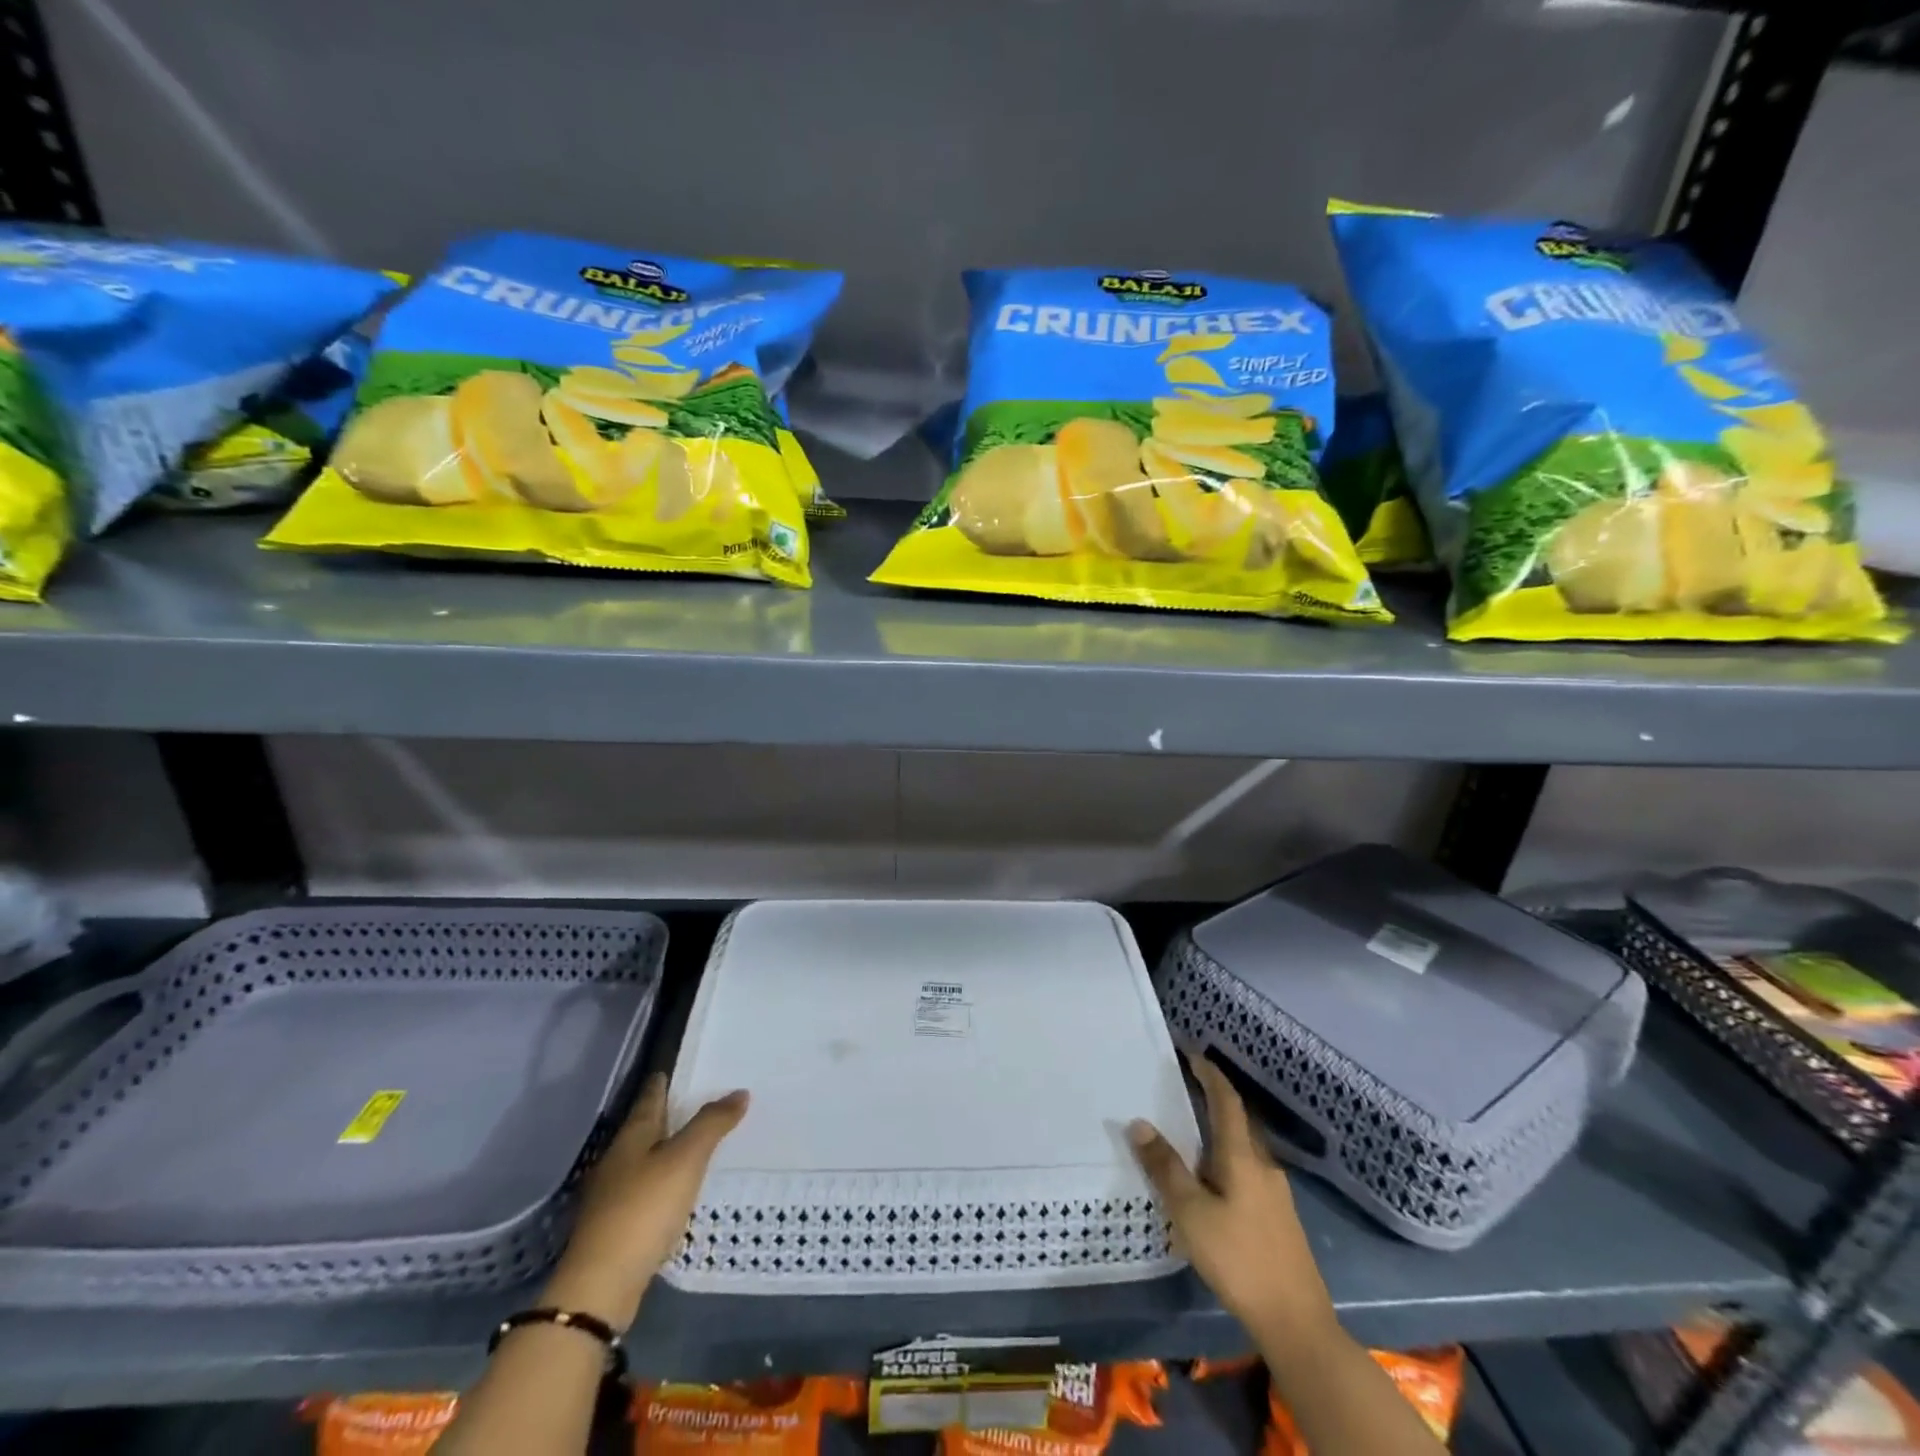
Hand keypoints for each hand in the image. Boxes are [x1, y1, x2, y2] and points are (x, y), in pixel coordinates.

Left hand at [541, 1074, 747, 1328]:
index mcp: (632, 1135)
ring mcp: (612, 1194)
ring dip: (668, 1149)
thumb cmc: (643, 1209)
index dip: (665, 1081)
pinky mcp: (616, 1225)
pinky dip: (664, 1181)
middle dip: (670, 1114)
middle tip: (701, 1101)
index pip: (651, 1096)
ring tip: (697, 1143)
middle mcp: (618, 1158)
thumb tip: (739, 1092)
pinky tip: (678, 1189)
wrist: (601, 1286)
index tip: (680, 1068)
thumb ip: (711, 1124)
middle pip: (646, 1127)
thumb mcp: (686, 1159)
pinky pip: (645, 1189)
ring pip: (645, 1159)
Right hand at [1128, 1051, 1335, 1353]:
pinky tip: (1211, 1180)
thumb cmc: (1239, 1259)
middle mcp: (1263, 1165)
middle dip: (1214, 1099)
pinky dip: (1226, 1158)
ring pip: (1244, 1147)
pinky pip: (1248, 1170)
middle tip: (1184, 1088)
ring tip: (1191, 1132)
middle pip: (1238, 1120)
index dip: (1210, 1074)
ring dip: (1220, 1130)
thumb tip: (1139, 1123)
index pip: (1226, 1100)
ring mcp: (1276, 1193)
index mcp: (1242, 1156)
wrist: (1296, 1322)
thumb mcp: (1190, 1212)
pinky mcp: (1279, 1218)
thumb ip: (1165, 1167)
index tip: (1191, 1054)